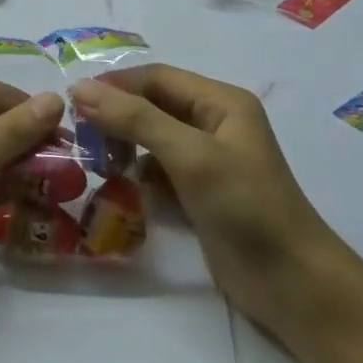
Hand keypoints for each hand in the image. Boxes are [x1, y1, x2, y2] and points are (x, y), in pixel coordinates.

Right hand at [70, 64, 335, 330]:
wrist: (292, 284)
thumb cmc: (246, 207)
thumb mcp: (190, 155)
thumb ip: (136, 118)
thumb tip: (80, 88)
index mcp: (221, 102)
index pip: (156, 77)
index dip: (114, 85)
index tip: (71, 103)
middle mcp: (214, 122)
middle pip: (153, 105)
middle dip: (117, 117)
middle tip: (79, 137)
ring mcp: (207, 159)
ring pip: (151, 138)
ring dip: (124, 146)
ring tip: (97, 164)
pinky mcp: (199, 192)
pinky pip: (158, 170)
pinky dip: (137, 175)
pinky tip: (120, 188)